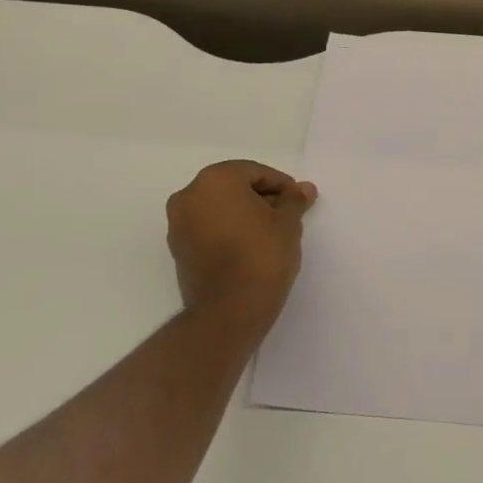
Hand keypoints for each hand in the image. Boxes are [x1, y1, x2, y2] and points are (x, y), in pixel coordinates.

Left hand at [166, 160, 316, 335]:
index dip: (281, 185)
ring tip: (270, 233)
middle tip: (287, 216)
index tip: (298, 201)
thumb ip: (294, 200)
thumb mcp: (288, 223)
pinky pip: (207, 228)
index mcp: (215, 180)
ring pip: (218, 208)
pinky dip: (227, 230)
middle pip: (233, 187)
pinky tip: (250, 247)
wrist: (229, 311)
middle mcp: (189, 195)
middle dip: (261, 198)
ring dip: (243, 214)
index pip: (254, 172)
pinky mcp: (177, 250)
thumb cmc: (262, 255)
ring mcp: (178, 224)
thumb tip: (304, 188)